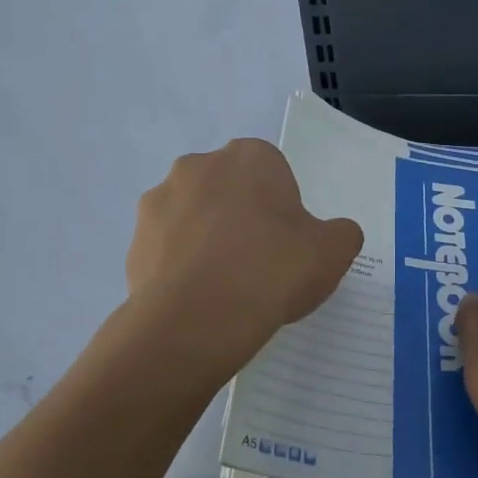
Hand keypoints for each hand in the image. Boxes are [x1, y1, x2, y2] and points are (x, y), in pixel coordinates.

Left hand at [125, 138, 363, 362]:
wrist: (198, 320)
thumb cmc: (273, 270)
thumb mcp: (334, 251)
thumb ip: (342, 233)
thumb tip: (333, 235)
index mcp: (250, 157)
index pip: (272, 172)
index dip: (282, 206)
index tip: (288, 241)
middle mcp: (199, 166)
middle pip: (230, 189)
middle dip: (242, 215)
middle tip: (260, 261)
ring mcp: (160, 201)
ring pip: (195, 216)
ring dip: (208, 238)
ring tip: (227, 285)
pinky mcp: (135, 240)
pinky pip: (168, 248)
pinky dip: (182, 265)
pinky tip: (200, 297)